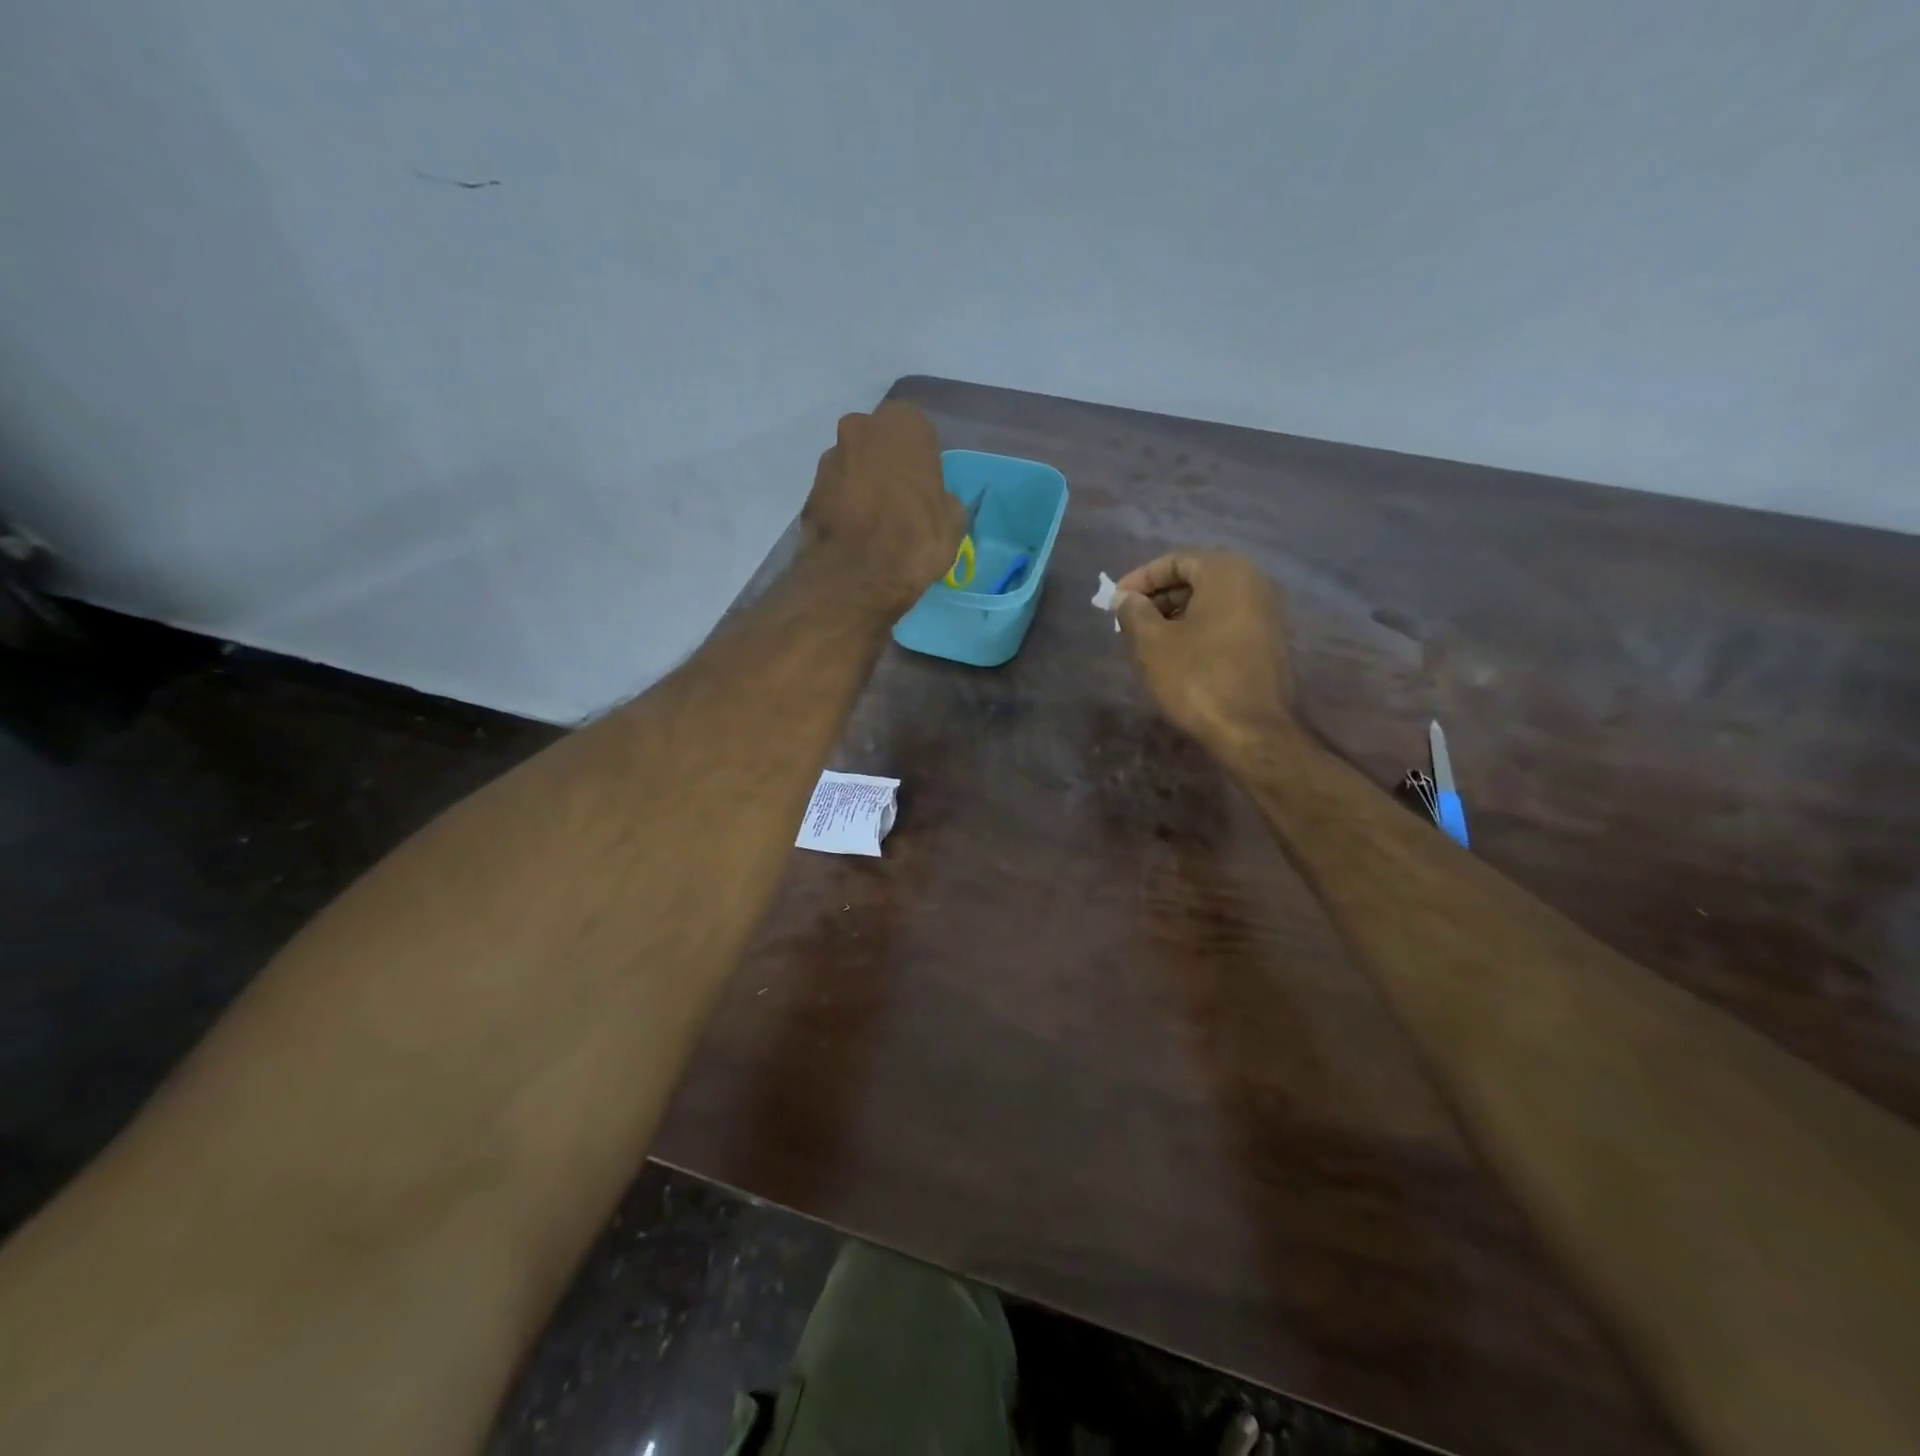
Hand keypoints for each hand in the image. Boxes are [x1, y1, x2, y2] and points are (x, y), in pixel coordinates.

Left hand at [802, 401, 965, 614]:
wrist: (858, 576)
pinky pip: (834, 494)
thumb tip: (933, 500)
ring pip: (852, 466)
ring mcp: (828, 459)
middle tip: (898, 501)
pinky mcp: (808, 492)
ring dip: (861, 485)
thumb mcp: (952, 521)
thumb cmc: (916, 539)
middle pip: (877, 442)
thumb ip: (941, 497)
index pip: (915, 430)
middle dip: (885, 465)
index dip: (920, 459)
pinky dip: (843, 508)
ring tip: (874, 524)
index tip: (924, 486)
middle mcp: (859, 428)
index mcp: (902, 424)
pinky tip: (855, 536)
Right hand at [1114, 550, 1295, 752]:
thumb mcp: (1153, 643)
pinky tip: (1177, 655)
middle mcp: (1254, 582)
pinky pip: (1226, 621)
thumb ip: (1134, 612)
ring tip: (1147, 640)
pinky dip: (1198, 629)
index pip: (1175, 560)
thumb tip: (1126, 599)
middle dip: (1158, 596)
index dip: (1140, 579)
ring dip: (1176, 615)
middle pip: (1196, 578)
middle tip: (1128, 620)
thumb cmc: (1198, 678)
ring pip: (1211, 602)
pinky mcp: (1269, 642)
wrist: (1253, 731)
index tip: (1115, 601)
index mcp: (1226, 572)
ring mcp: (1267, 613)